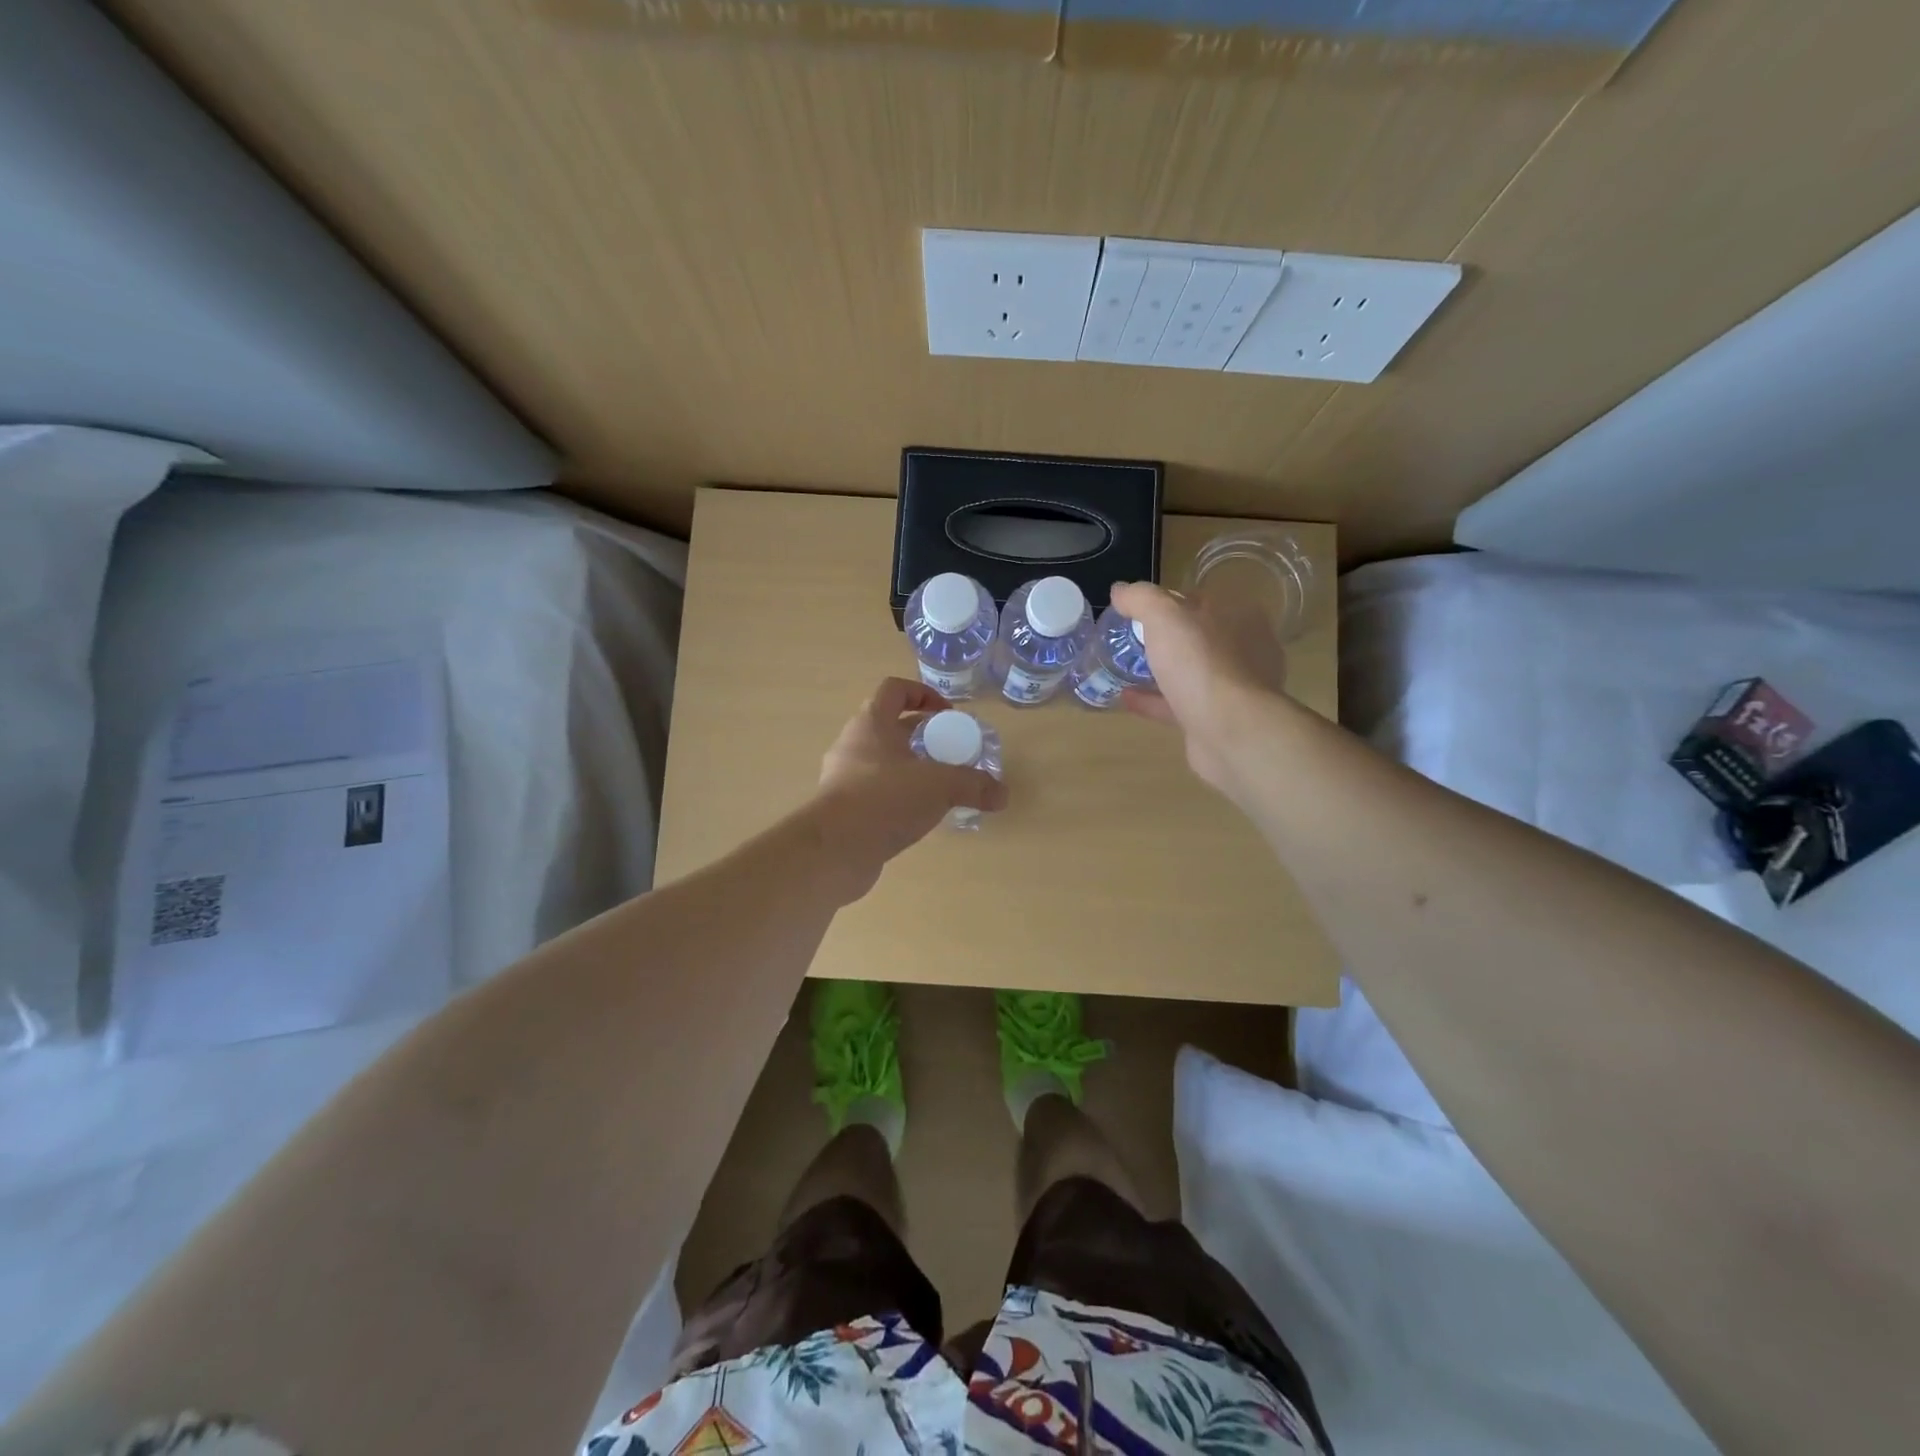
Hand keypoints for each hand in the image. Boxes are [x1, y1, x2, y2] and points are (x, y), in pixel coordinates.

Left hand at [811, 677, 1007, 900]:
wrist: (833, 851)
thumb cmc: (884, 800)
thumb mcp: (939, 787)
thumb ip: (973, 785)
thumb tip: (1003, 794)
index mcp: (871, 724)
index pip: (894, 690)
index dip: (923, 694)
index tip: (947, 714)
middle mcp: (853, 744)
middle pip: (889, 726)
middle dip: (922, 735)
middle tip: (950, 752)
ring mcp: (843, 777)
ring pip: (882, 761)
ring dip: (910, 767)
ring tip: (939, 786)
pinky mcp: (842, 808)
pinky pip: (874, 791)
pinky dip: (897, 795)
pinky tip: (919, 815)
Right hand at [1110, 581, 1288, 794]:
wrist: (1229, 730)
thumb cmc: (1202, 663)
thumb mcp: (1165, 617)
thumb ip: (1142, 599)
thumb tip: (1120, 590)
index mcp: (1240, 617)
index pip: (1201, 600)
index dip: (1169, 603)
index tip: (1139, 611)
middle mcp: (1244, 650)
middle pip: (1197, 638)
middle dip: (1166, 639)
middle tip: (1129, 640)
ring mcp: (1234, 689)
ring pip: (1190, 673)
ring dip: (1160, 671)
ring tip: (1124, 668)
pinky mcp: (1219, 720)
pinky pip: (1180, 704)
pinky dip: (1154, 700)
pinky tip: (1126, 698)